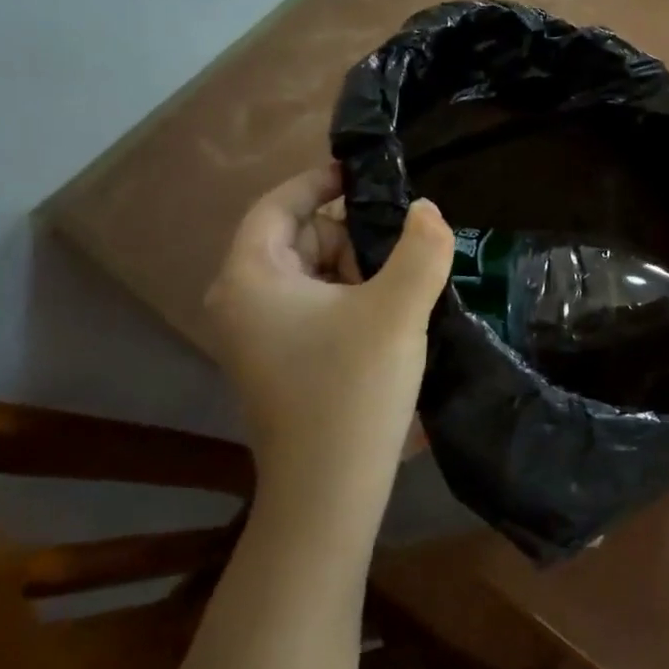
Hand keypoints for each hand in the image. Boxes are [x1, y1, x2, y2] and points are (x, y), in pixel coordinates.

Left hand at [206, 163, 453, 511]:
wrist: (329, 493)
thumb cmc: (352, 390)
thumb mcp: (397, 310)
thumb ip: (421, 248)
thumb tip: (427, 209)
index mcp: (251, 277)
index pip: (278, 203)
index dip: (319, 181)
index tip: (366, 174)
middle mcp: (241, 300)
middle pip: (298, 237)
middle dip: (349, 233)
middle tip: (399, 247)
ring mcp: (256, 334)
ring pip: (310, 272)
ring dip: (355, 267)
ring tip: (399, 285)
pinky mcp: (278, 359)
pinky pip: (313, 304)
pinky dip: (349, 296)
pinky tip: (387, 314)